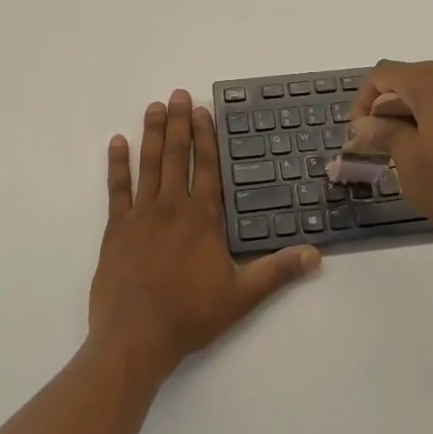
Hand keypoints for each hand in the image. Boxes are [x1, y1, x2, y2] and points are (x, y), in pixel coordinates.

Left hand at [89, 89, 319, 377]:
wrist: (135, 339)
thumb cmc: (190, 315)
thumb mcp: (242, 296)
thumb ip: (278, 271)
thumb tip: (316, 255)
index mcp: (203, 219)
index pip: (207, 168)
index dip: (206, 137)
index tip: (203, 110)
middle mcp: (172, 207)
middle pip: (177, 156)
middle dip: (179, 123)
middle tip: (178, 94)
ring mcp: (141, 215)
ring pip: (149, 165)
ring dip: (153, 134)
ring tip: (155, 107)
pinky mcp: (116, 229)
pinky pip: (117, 189)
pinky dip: (117, 164)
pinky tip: (117, 142)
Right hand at [348, 61, 432, 260]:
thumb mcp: (411, 164)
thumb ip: (385, 134)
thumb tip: (366, 124)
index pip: (384, 75)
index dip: (364, 102)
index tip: (363, 137)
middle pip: (414, 78)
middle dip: (392, 108)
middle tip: (384, 147)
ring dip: (419, 114)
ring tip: (415, 154)